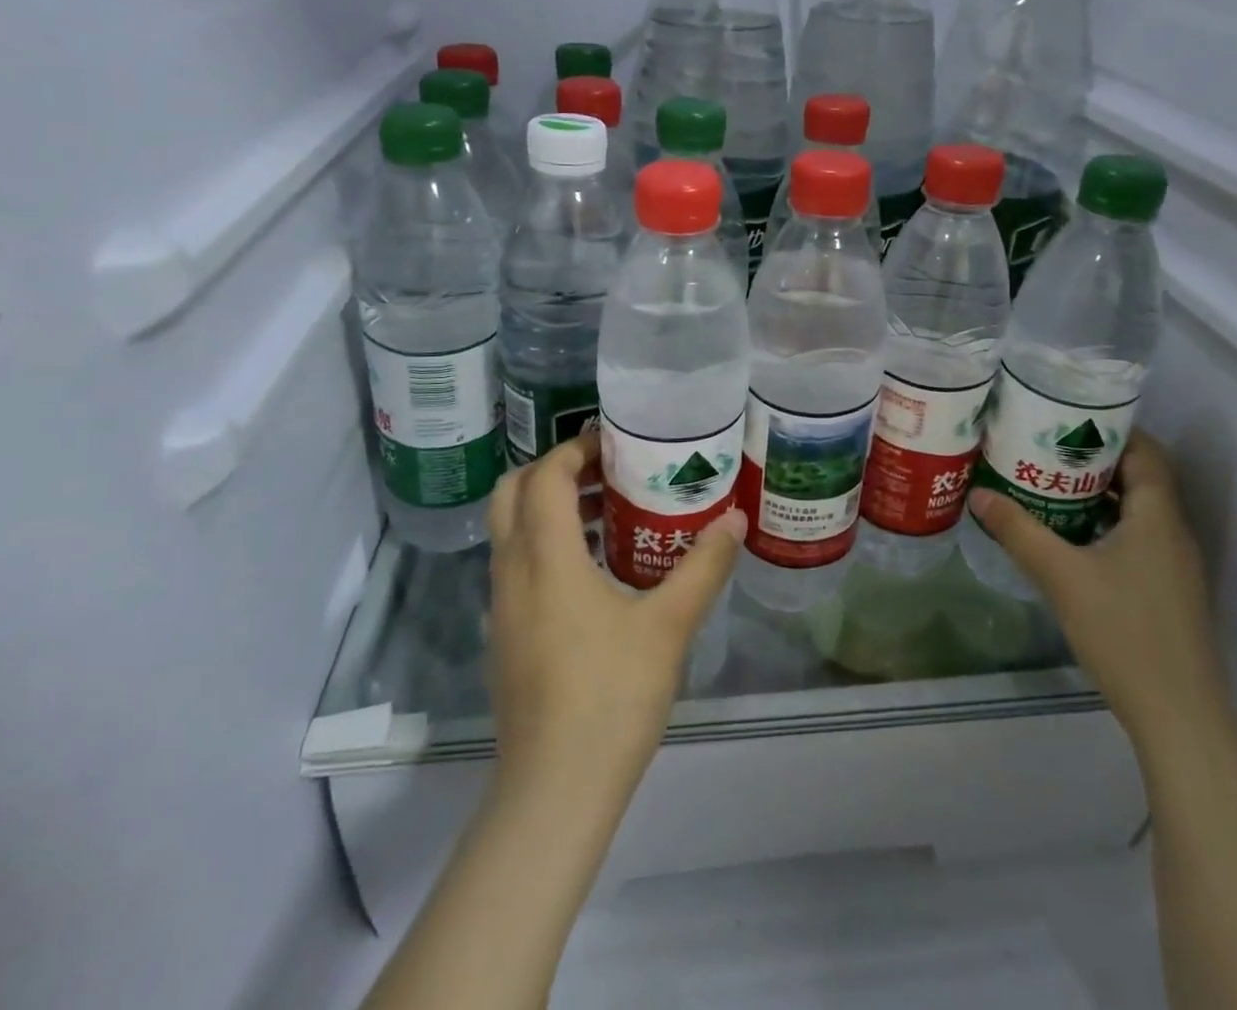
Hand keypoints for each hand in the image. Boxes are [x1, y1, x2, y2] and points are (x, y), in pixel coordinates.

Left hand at [485, 434, 743, 804]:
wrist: (554, 792)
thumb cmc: (611, 697)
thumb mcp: (668, 625)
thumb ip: (703, 567)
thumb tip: (735, 519)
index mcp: (546, 558)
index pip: (544, 476)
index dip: (575, 449)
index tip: (614, 444)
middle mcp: (512, 572)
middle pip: (511, 494)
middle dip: (552, 470)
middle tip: (604, 469)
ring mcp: (501, 607)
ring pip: (510, 532)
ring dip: (547, 508)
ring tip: (606, 510)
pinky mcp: (503, 637)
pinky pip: (516, 566)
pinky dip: (544, 544)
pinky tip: (592, 571)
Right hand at [967, 431, 1228, 751]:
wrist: (1178, 715)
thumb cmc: (1124, 632)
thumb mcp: (1061, 576)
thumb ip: (1019, 531)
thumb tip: (978, 495)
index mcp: (1158, 517)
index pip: (1145, 452)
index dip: (1112, 429)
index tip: (1068, 417)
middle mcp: (1172, 533)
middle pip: (1139, 477)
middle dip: (1094, 459)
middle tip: (1045, 446)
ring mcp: (1172, 565)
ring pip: (1136, 510)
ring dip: (1096, 493)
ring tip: (1047, 482)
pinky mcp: (1165, 590)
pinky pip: (1135, 537)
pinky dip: (1103, 523)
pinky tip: (1067, 535)